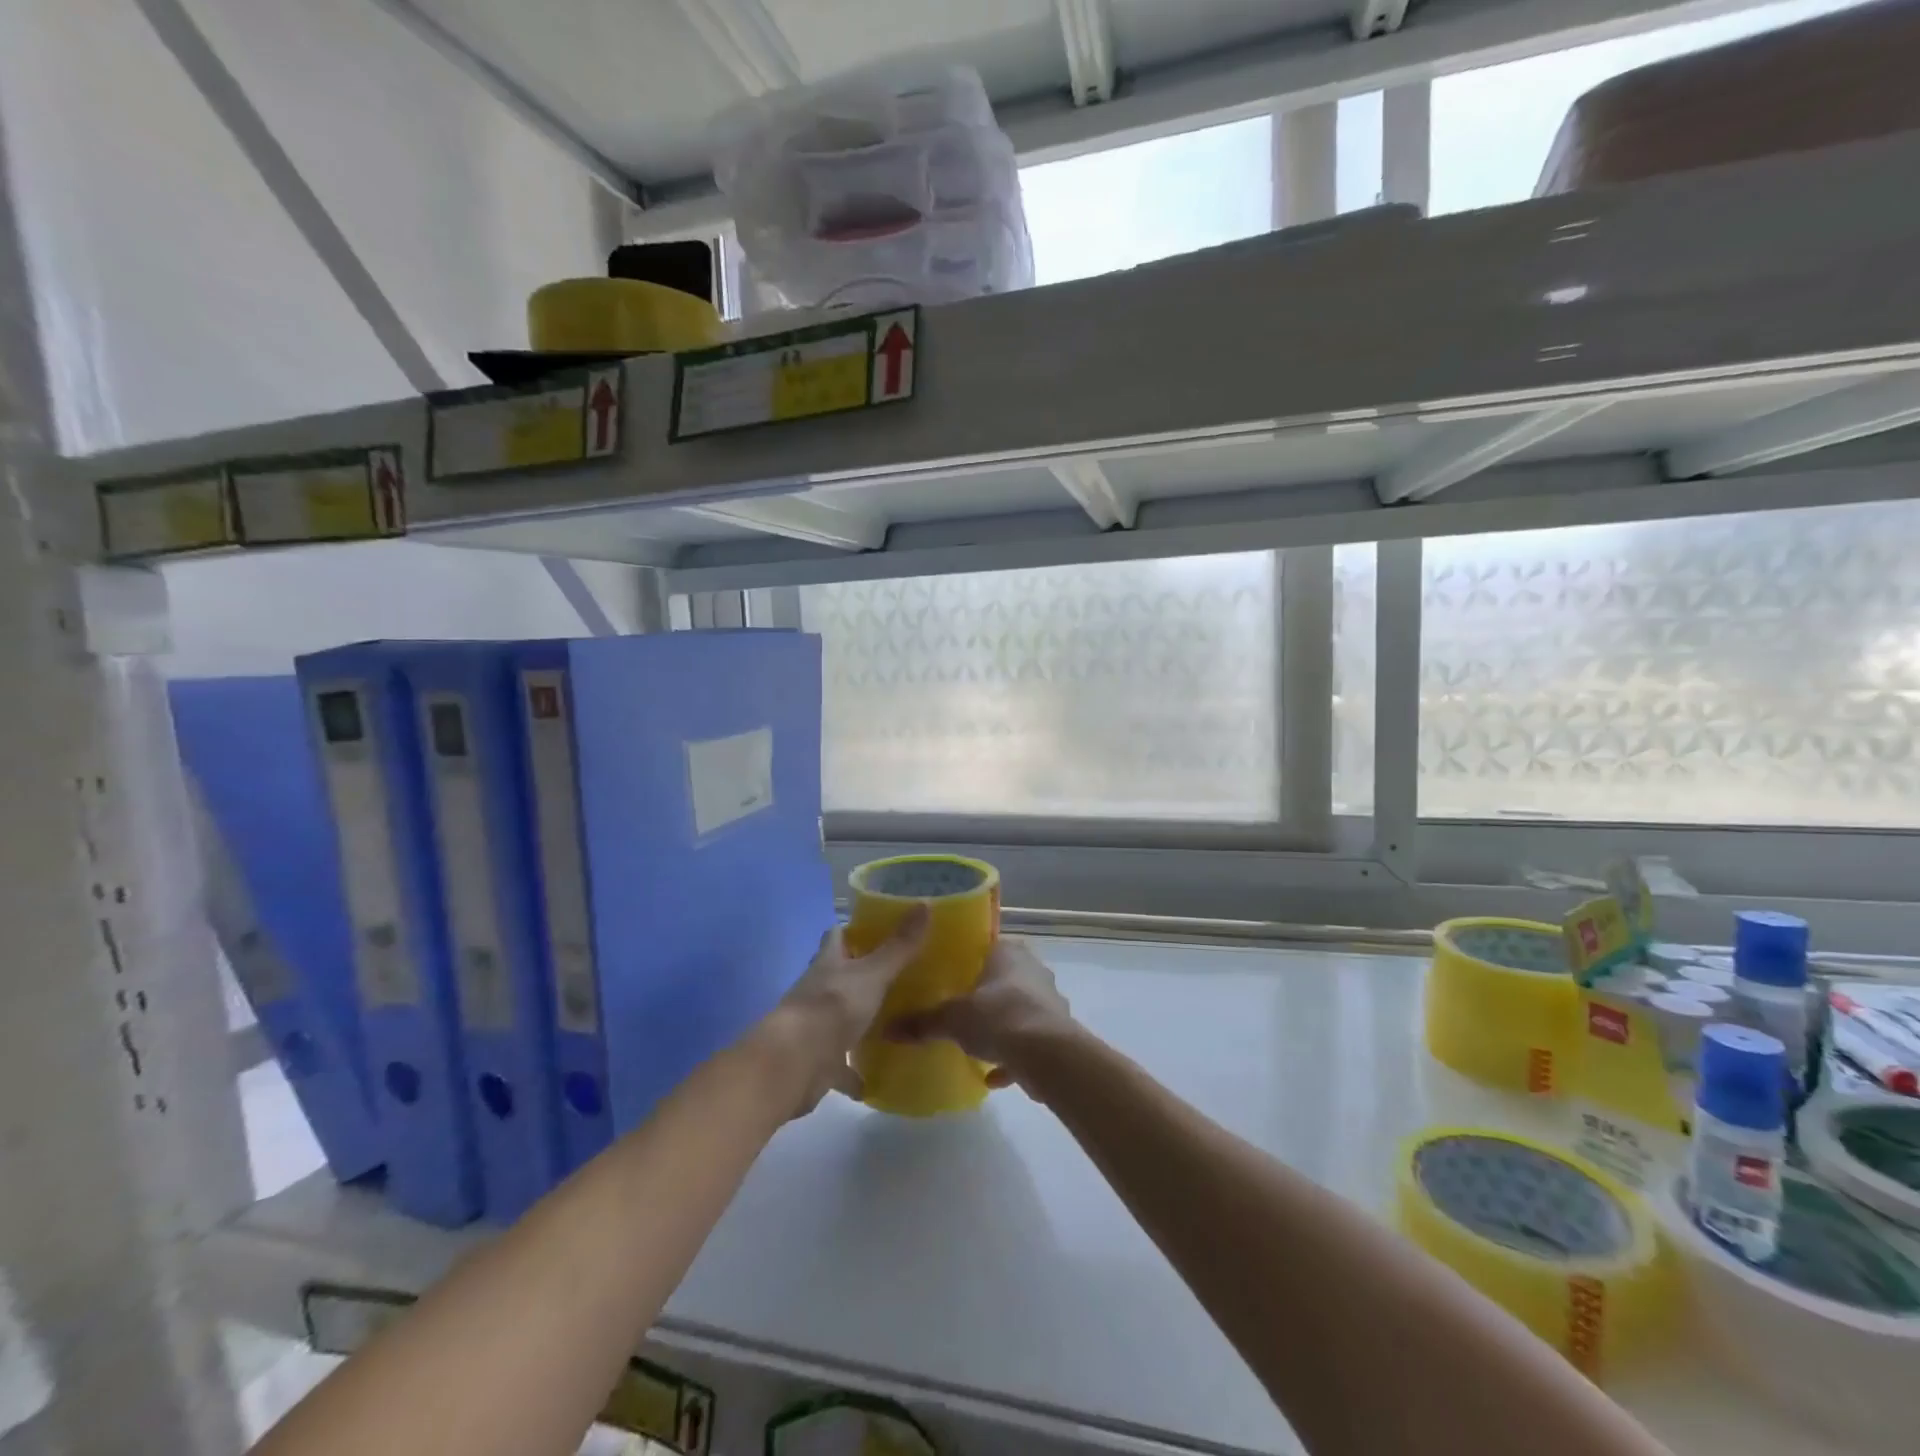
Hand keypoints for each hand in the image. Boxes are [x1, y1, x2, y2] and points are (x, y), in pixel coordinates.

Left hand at [759, 907, 930, 1117]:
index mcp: (828, 964)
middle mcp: (817, 991)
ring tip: (892, 1022)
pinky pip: (840, 1066)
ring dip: (858, 1021)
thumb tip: (925, 904)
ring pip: (839, 1019)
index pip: (836, 937)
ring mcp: (815, 1027)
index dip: (852, 931)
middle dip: (861, 975)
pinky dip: (854, 1072)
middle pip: (838, 977)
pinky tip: (875, 1077)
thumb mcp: (873, 973)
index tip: (877, 930)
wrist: (796, 1063)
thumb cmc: (834, 1007)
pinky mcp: (818, 1062)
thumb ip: (899, 946)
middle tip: (896, 975)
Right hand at [886, 937, 1072, 1088]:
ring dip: (1001, 1026)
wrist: (1048, 1054)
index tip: (949, 975)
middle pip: (1004, 978)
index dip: (968, 960)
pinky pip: (1028, 1041)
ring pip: (1018, 1009)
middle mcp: (1032, 970)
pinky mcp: (1057, 1032)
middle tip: (959, 1009)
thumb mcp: (952, 1019)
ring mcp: (1048, 1001)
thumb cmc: (998, 1017)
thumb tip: (887, 1029)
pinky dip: (1012, 1057)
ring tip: (976, 1044)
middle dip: (984, 995)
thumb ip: (923, 1022)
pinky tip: (992, 1077)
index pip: (986, 947)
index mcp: (1008, 953)